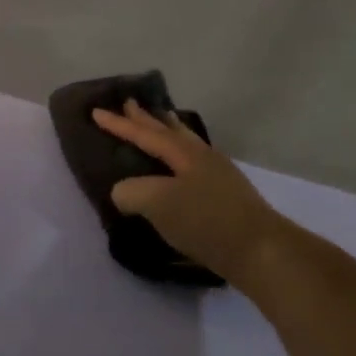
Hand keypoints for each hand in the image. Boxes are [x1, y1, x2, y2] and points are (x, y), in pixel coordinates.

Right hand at [91, 101, 289, 282]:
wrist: (259, 252)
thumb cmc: (205, 221)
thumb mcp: (156, 203)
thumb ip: (130, 191)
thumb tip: (123, 193)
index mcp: (185, 154)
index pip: (145, 134)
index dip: (119, 125)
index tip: (96, 111)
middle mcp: (203, 158)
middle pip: (170, 132)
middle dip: (147, 119)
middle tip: (130, 103)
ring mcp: (218, 177)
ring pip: (187, 145)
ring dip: (169, 132)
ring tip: (161, 122)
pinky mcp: (225, 199)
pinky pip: (193, 166)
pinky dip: (178, 158)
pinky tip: (177, 169)